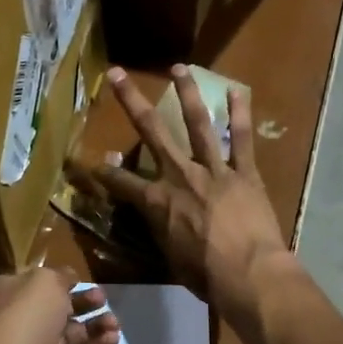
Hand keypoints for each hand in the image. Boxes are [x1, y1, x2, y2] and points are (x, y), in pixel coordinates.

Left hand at [0, 267, 120, 343]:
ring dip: (95, 328)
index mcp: (11, 295)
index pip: (39, 286)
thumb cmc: (26, 317)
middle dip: (85, 305)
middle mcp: (21, 323)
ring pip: (70, 339)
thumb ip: (61, 276)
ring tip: (115, 324)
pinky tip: (112, 340)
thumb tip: (70, 277)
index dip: (64, 283)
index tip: (86, 282)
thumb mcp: (45, 281)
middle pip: (58, 312)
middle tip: (105, 302)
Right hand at [78, 66, 292, 326]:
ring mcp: (214, 170)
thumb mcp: (168, 254)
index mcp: (157, 200)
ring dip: (187, 94)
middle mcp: (181, 175)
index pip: (121, 182)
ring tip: (179, 68)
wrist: (248, 274)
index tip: (93, 161)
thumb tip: (143, 209)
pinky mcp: (244, 173)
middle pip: (152, 131)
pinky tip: (237, 91)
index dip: (104, 173)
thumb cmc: (204, 275)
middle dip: (132, 101)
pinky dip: (240, 115)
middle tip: (119, 73)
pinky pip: (242, 140)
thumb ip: (154, 225)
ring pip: (198, 124)